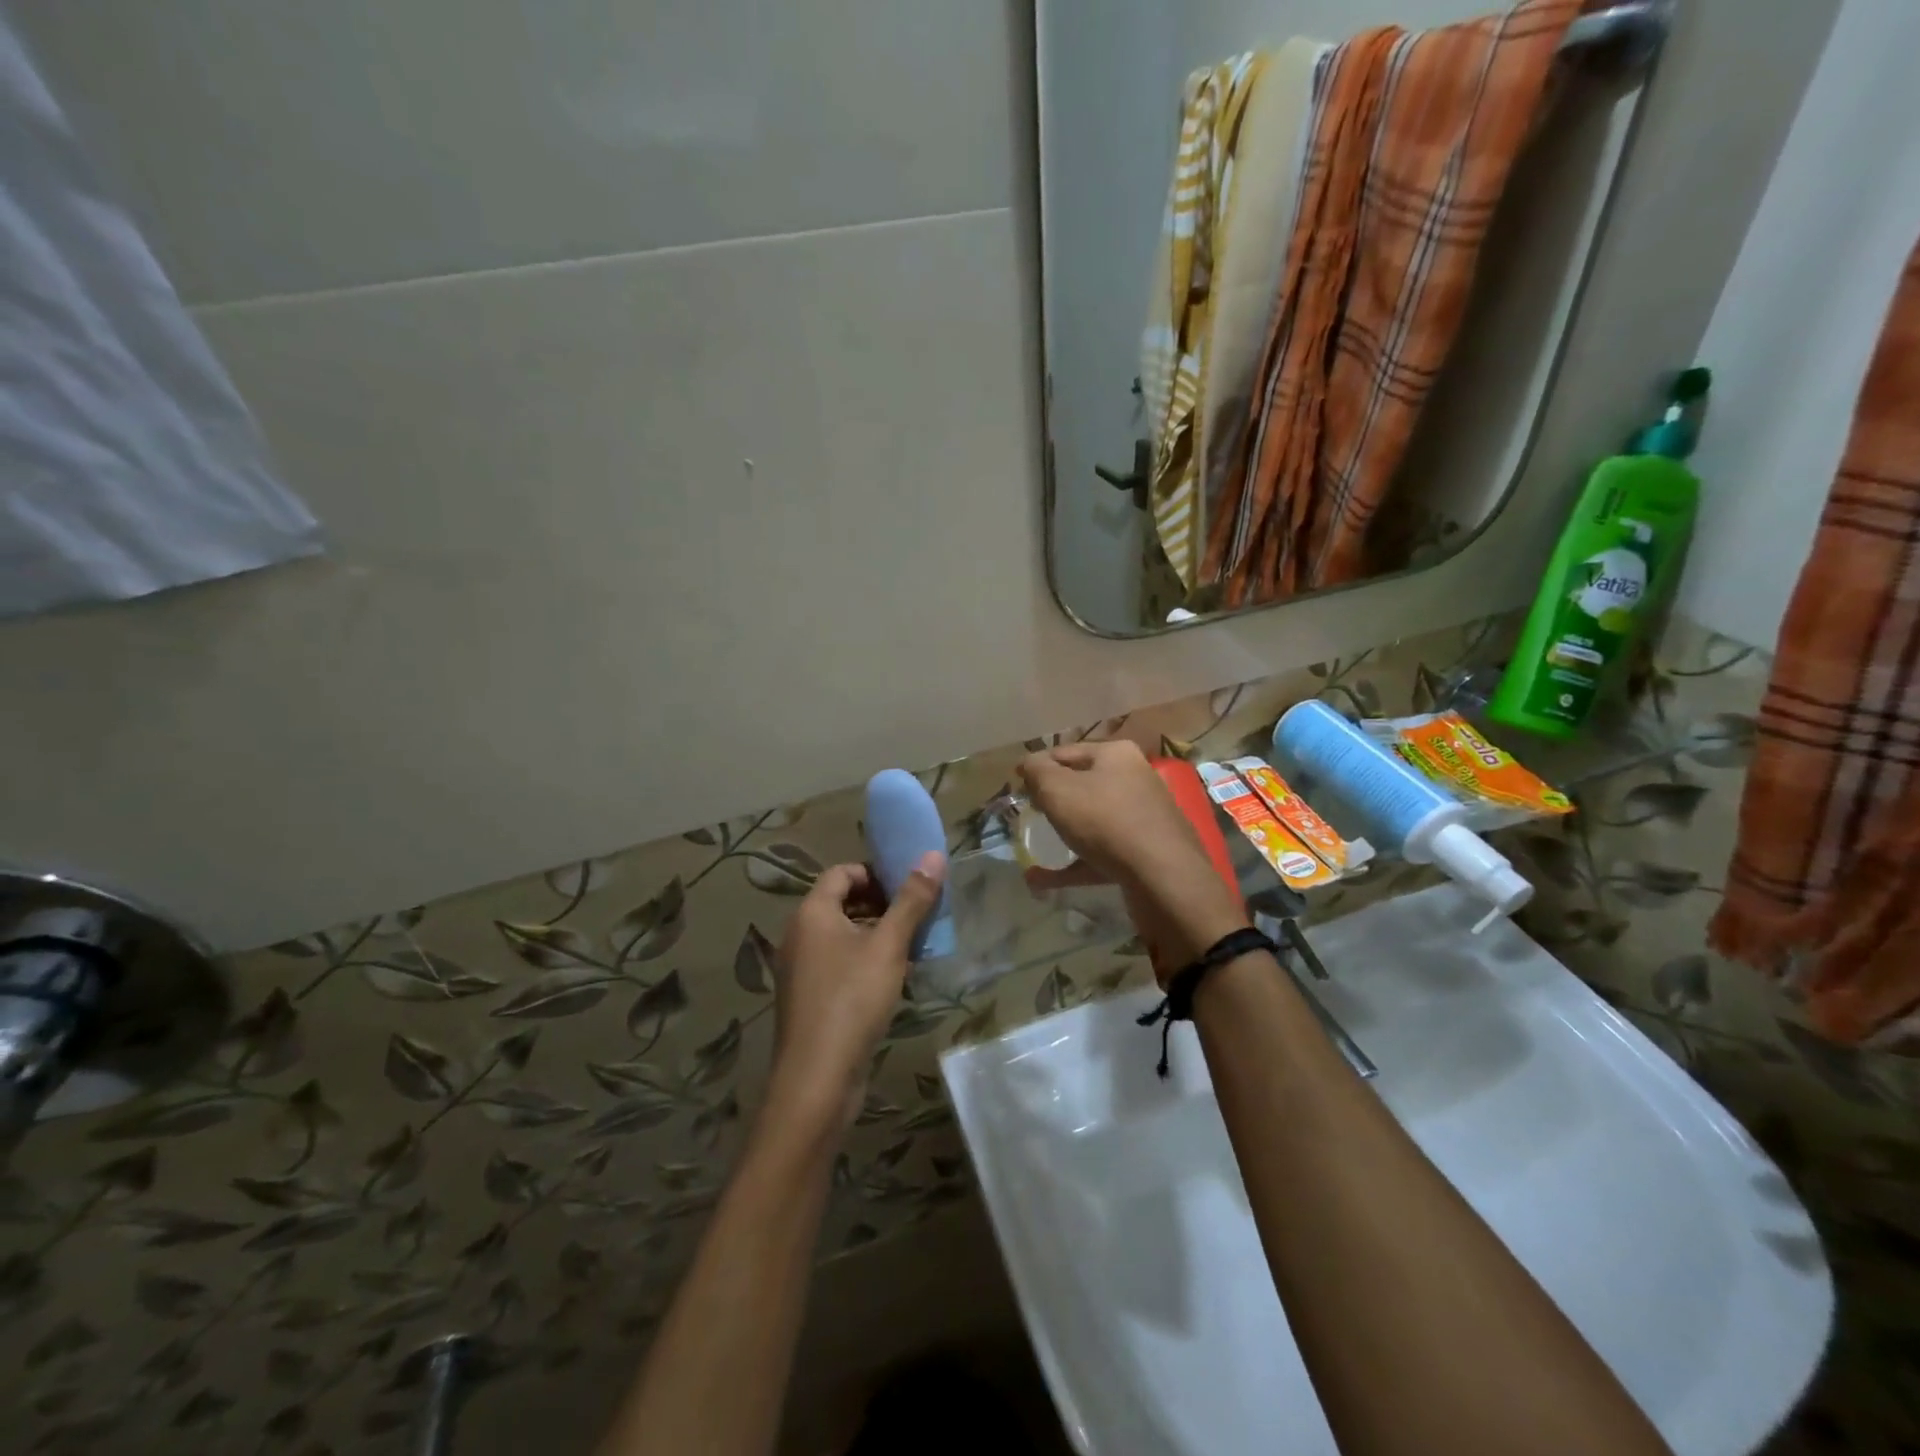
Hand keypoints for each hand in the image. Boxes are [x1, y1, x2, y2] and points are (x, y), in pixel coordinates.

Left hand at [771, 854, 945, 1127]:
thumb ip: (912, 900)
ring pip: (842, 935)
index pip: (842, 872)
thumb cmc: (852, 1000)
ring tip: (912, 946)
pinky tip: (893, 979)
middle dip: (881, 904)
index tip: (910, 888)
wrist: (817, 1080)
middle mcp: (799, 935)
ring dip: (876, 934)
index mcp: (812, 913)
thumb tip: (934, 855)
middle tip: (917, 916)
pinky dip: (864, 960)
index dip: (876, 873)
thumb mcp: (888, 946)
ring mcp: (801, 969)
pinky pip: (838, 963)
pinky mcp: (809, 997)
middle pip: (841, 902)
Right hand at [1016, 740, 1203, 885]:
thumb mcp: (1058, 790)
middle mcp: (1134, 778)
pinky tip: (1043, 880)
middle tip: (1028, 813)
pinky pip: (1102, 851)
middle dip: (1053, 799)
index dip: (1037, 766)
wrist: (1163, 876)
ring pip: (1093, 819)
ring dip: (1063, 833)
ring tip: (1035, 847)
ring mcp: (1143, 816)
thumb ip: (1037, 771)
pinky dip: (1075, 862)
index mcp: (1116, 754)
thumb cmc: (1105, 820)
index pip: (1065, 751)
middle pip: (1082, 784)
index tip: (1015, 783)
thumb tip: (1028, 763)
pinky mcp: (1146, 850)